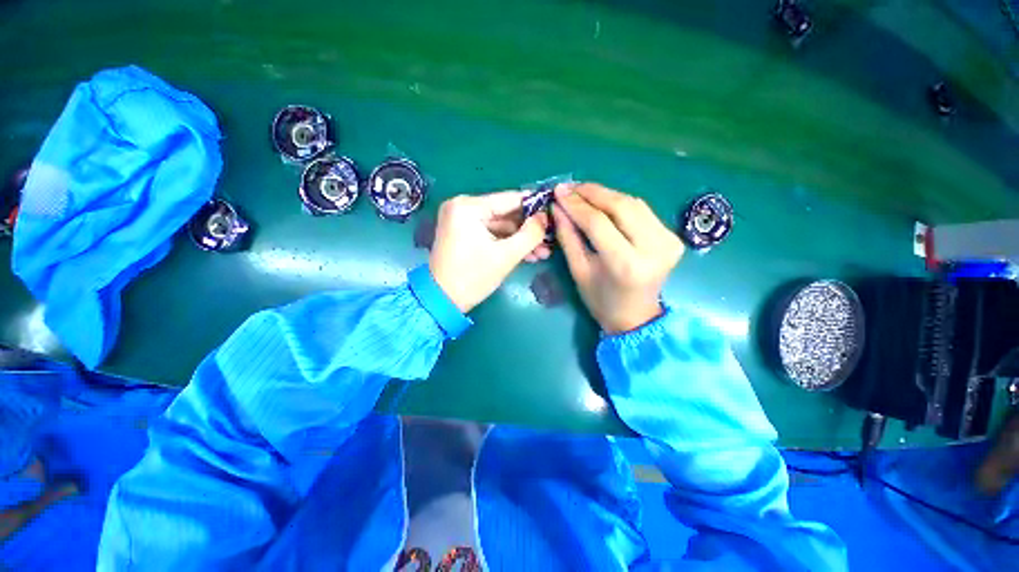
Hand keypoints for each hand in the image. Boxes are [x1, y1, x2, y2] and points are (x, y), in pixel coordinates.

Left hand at [430, 192, 550, 312]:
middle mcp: (462, 207)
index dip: (535, 207)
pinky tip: (528, 255)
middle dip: (528, 230)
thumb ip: (531, 234)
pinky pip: (491, 234)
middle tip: (550, 240)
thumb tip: (545, 217)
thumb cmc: (473, 277)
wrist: (443, 301)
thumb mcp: (506, 256)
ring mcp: (461, 221)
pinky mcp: (463, 234)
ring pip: (500, 226)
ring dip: (520, 240)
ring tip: (543, 253)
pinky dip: (507, 243)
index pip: (510, 199)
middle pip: (505, 214)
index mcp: (468, 207)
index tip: (554, 215)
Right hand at [553, 183, 683, 332]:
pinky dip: (621, 203)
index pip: (598, 223)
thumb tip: (558, 207)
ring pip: (633, 203)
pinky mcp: (672, 237)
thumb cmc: (601, 300)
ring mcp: (667, 241)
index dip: (576, 204)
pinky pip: (642, 210)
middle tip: (570, 188)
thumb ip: (568, 237)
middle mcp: (652, 249)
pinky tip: (604, 203)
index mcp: (625, 264)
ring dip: (606, 194)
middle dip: (592, 193)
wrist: (636, 316)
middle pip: (620, 206)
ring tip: (583, 193)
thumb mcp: (579, 271)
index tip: (558, 192)